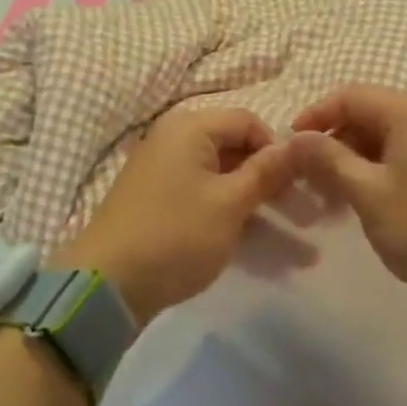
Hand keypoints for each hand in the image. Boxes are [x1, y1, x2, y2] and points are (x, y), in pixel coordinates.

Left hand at [53, 106, 293, 326]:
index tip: (296, 185)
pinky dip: (226, 210)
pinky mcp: (155, 198)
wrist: (106, 284)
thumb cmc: (176, 235)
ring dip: (251, 199)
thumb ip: (266, 172)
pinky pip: (201, 193)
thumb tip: (300, 143)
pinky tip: (246, 238)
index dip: (276, 149)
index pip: (248, 121)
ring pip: (219, 174)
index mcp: (189, 127)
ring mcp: (161, 169)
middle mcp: (172, 138)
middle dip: (267, 177)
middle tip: (296, 211)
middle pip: (233, 146)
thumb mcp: (230, 204)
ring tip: (283, 233)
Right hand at [288, 84, 406, 343]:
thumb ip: (328, 159)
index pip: (351, 95)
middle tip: (309, 175)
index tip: (290, 146)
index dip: (315, 115)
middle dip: (334, 138)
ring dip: (355, 156)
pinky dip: (380, 167)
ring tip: (333, 194)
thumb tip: (294, 138)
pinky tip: (367, 199)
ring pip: (388, 135)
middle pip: (370, 112)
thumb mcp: (368, 194)